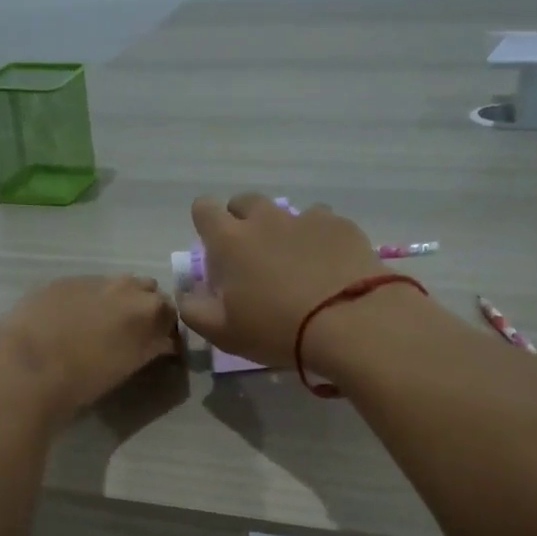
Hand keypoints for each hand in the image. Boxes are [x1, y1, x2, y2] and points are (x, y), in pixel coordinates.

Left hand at [0, 275, 178, 420]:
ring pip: (117, 284)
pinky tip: (70, 321)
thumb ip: (150, 347)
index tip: (161, 346)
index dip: (167, 330)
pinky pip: (86, 286)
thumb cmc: (83, 379)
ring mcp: (92, 280)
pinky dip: (87, 300)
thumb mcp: (128, 366)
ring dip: (117, 300)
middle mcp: (126, 287)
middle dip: (146, 309)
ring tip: (101, 326)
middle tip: (133, 335)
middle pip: (148, 291)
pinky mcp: (61, 281)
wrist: (26, 367)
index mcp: (149, 311)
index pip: (173, 314)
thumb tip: (163, 342)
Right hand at [175, 193, 387, 366]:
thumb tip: (187, 292)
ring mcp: (305, 217)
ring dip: (281, 231)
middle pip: (244, 202)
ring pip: (284, 212)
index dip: (205, 224)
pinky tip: (327, 266)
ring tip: (294, 264)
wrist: (350, 322)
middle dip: (242, 222)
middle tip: (252, 258)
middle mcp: (265, 218)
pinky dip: (317, 238)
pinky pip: (320, 222)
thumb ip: (194, 309)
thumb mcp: (223, 333)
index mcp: (230, 240)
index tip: (214, 250)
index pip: (204, 208)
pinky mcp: (340, 224)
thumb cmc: (277, 330)